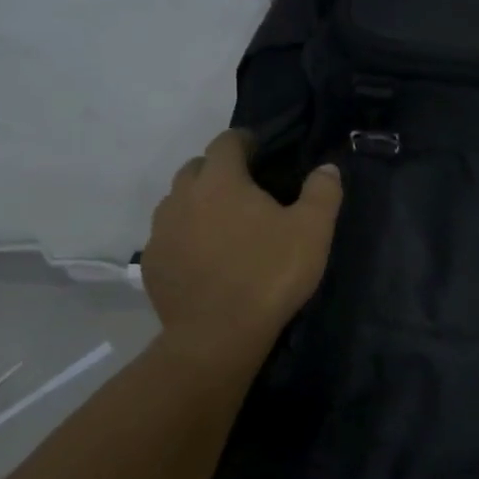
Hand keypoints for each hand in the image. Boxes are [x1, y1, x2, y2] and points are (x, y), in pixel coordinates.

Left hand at [143, 130, 342, 341]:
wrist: (217, 337)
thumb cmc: (269, 274)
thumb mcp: (313, 230)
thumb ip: (323, 192)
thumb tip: (326, 168)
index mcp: (220, 181)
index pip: (226, 141)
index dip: (245, 141)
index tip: (262, 152)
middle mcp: (183, 197)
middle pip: (197, 168)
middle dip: (219, 170)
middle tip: (247, 189)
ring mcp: (162, 231)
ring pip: (178, 201)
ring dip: (199, 202)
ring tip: (225, 223)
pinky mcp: (152, 264)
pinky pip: (168, 236)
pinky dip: (186, 236)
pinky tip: (206, 257)